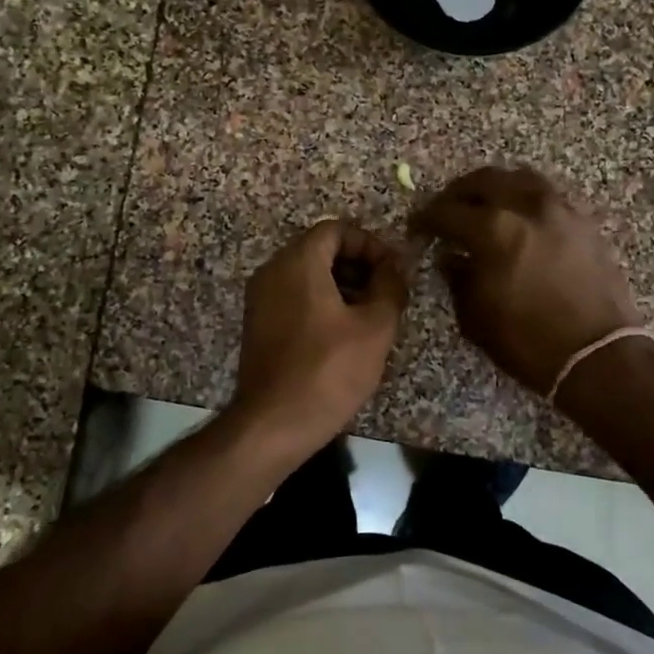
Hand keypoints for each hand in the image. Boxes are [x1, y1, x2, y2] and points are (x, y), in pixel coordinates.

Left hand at [231, 219, 407, 454]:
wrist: (274, 423)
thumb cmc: (328, 370)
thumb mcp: (375, 327)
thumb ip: (390, 287)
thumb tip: (395, 267)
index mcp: (297, 262)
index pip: (336, 229)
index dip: (370, 244)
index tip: (393, 271)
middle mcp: (272, 271)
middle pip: (319, 249)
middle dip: (358, 265)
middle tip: (386, 294)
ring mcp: (260, 299)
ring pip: (306, 275)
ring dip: (342, 285)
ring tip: (370, 316)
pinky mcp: (258, 324)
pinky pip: (293, 297)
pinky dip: (320, 303)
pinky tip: (343, 334)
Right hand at [410, 166, 640, 395]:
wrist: (598, 356)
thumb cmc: (528, 341)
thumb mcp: (476, 316)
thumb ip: (457, 278)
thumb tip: (450, 256)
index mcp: (493, 230)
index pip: (447, 211)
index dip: (426, 218)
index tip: (417, 227)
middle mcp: (527, 207)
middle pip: (484, 181)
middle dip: (458, 193)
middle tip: (447, 209)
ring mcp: (560, 210)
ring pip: (520, 178)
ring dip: (496, 187)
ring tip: (485, 206)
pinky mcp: (584, 222)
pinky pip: (548, 195)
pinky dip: (526, 199)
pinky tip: (520, 219)